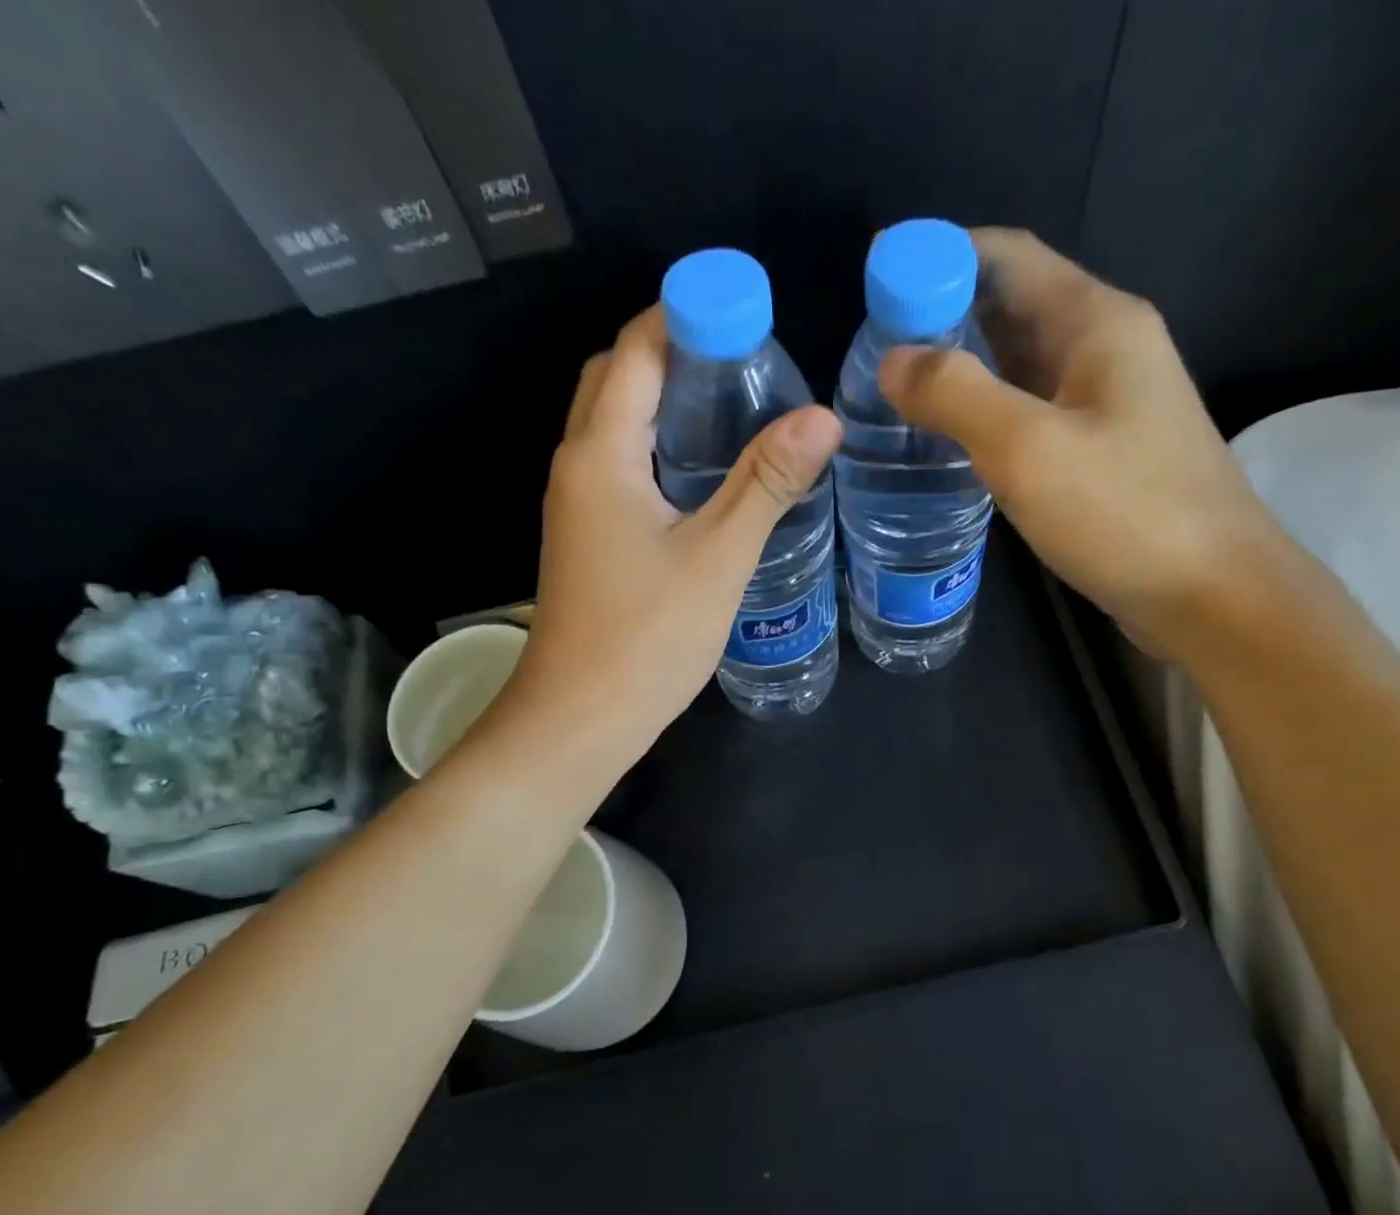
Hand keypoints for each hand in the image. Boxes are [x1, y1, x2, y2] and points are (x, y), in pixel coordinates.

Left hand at [507, 305, 842, 758]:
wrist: (580, 719)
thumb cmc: (646, 638)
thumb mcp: (718, 557)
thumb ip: (767, 483)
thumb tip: (823, 416)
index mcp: (601, 455)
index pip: (636, 352)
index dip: (684, 316)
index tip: (745, 310)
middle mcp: (576, 467)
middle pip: (615, 381)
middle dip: (671, 353)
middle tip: (743, 359)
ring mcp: (576, 508)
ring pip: (613, 428)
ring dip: (662, 402)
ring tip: (734, 405)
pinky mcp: (586, 541)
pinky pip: (618, 469)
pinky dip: (656, 450)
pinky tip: (704, 475)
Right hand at [878, 228, 1279, 659]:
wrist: (1213, 595)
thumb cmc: (1124, 514)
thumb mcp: (1027, 450)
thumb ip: (956, 395)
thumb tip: (894, 361)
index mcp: (1096, 321)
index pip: (1006, 255)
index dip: (937, 260)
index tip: (877, 292)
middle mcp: (1106, 347)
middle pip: (1012, 306)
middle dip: (942, 320)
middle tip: (875, 358)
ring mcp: (1108, 402)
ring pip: (1020, 365)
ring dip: (963, 372)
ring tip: (900, 399)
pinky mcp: (1104, 451)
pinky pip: (1033, 413)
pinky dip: (988, 415)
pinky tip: (952, 445)